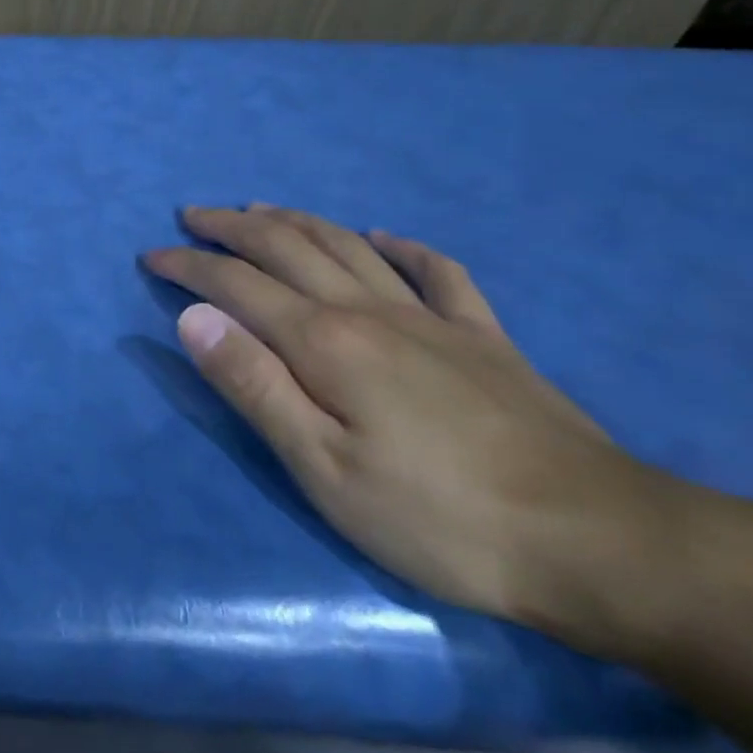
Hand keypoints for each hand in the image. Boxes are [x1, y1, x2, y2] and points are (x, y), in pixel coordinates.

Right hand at [144, 205, 675, 634]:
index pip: (237, 284)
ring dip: (296, 221)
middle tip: (193, 215)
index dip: (189, 265)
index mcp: (325, 342)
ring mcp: (432, 318)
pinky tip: (384, 237)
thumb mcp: (323, 468)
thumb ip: (254, 385)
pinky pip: (438, 272)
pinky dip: (403, 246)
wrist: (601, 543)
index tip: (152, 255)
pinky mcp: (485, 338)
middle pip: (288, 247)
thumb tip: (193, 318)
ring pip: (349, 246)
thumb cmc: (439, 517)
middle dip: (231, 226)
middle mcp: (370, 310)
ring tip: (260, 209)